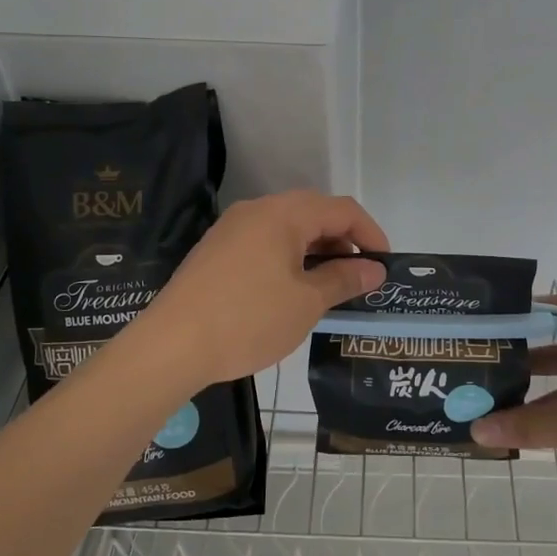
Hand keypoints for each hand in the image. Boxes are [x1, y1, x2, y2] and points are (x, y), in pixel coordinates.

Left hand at [133, 190, 388, 386]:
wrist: (171, 346)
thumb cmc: (248, 319)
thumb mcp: (306, 302)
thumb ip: (344, 279)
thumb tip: (375, 269)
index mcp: (283, 214)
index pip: (342, 209)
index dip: (370, 233)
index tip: (385, 266)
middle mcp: (257, 211)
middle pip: (314, 214)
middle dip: (343, 243)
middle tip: (359, 279)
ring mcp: (232, 230)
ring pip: (288, 230)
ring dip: (316, 253)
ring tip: (330, 289)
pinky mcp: (216, 251)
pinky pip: (265, 244)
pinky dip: (289, 260)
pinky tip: (292, 292)